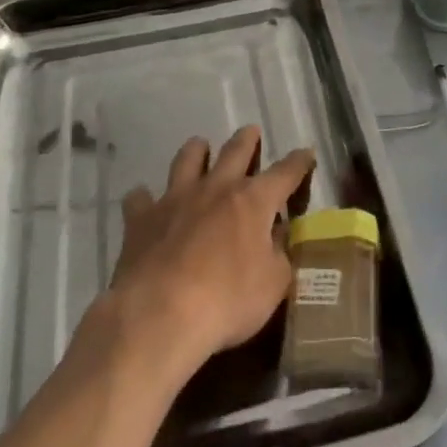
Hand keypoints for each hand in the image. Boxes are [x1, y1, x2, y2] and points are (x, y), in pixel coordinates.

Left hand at [109, 127, 315, 376]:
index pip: (285, 172)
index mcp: (253, 200)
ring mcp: (176, 199)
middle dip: (247, 139)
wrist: (158, 314)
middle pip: (235, 150)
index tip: (306, 154)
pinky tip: (144, 201)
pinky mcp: (141, 219)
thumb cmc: (226, 300)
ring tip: (199, 149)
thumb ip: (279, 255)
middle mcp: (216, 188)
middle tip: (251, 132)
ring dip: (196, 151)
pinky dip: (144, 198)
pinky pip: (140, 198)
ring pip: (187, 159)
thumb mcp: (273, 284)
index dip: (299, 162)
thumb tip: (278, 236)